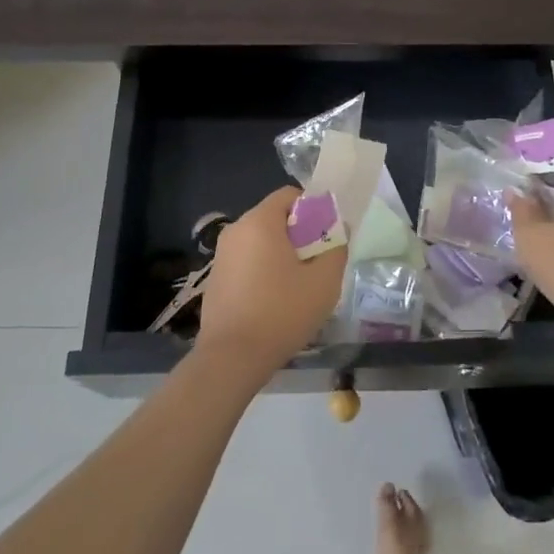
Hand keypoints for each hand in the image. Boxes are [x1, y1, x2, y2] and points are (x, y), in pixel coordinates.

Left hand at [197, 186, 345, 382]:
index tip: (327, 237)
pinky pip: (247, 261)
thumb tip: (337, 229)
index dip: (314, 209)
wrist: (232, 358)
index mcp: (259, 221)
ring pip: (260, 241)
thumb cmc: (282, 312)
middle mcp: (236, 230)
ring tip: (299, 285)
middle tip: (318, 263)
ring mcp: (221, 255)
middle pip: (275, 218)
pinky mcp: (215, 279)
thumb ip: (336, 247)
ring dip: (282, 254)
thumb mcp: (324, 280)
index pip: (290, 195)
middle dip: (300, 234)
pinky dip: (263, 270)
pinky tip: (275, 301)